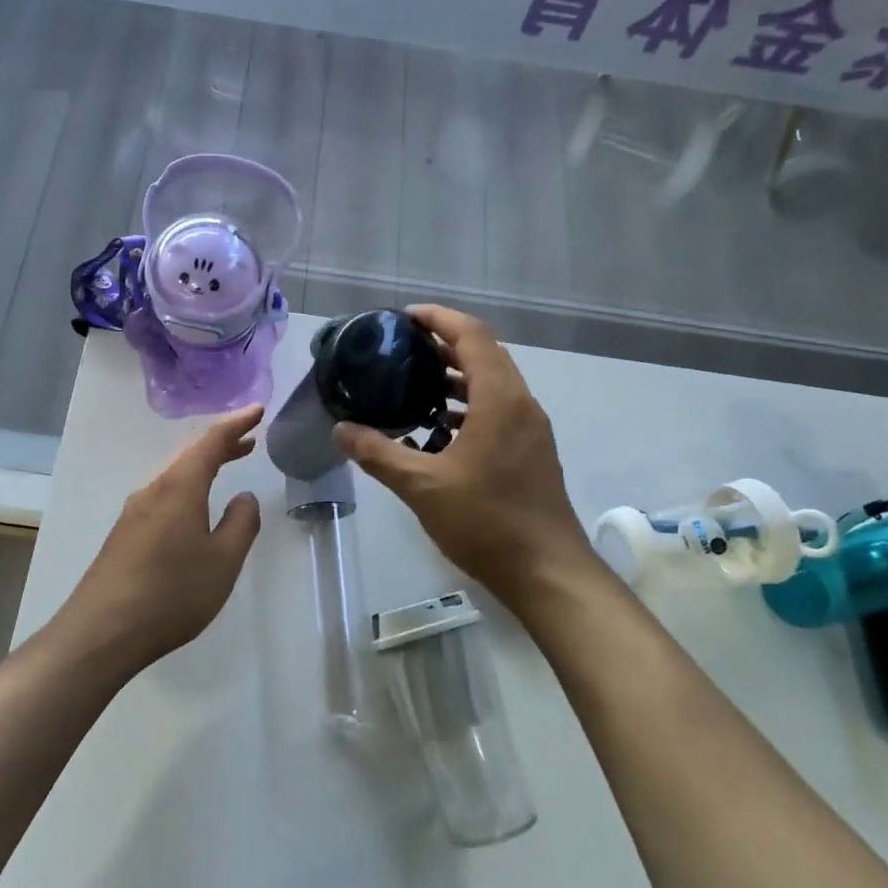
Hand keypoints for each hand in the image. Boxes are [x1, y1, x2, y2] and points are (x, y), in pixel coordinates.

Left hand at [58, 405, 262, 669]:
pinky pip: (163, 494)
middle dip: (220, 443)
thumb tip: (244, 497)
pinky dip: (187, 486)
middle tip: (249, 439)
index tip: (258, 410)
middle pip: (189, 454)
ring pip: (174, 474)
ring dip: (203, 465)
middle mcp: (153, 490)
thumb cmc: (171, 593)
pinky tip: (194, 506)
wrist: (102, 632)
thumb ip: (241, 523)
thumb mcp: (222, 560)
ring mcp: (134, 512)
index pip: (211, 442)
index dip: (236, 424)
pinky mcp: (125, 534)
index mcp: (179, 487)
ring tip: (228, 464)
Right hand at [334, 306, 593, 613]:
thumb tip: (340, 429)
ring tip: (414, 381)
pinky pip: (498, 409)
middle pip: (485, 354)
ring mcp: (530, 429)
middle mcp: (520, 404)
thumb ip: (378, 454)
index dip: (440, 319)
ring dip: (457, 376)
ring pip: (493, 384)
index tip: (405, 317)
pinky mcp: (530, 451)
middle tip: (402, 347)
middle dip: (445, 343)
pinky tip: (438, 428)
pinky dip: (468, 405)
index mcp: (499, 400)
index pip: (472, 336)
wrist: (547, 571)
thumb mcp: (422, 487)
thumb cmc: (486, 521)